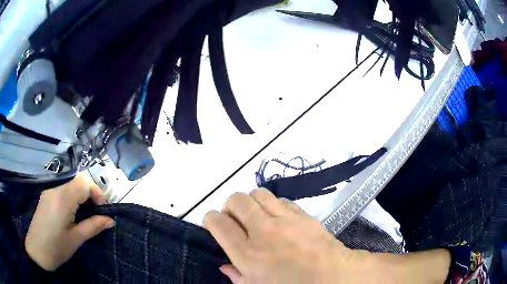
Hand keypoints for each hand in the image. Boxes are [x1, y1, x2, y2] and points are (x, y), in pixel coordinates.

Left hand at [25, 174, 115, 270]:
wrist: (36, 252)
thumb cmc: (57, 248)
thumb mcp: (76, 239)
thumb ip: (93, 226)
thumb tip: (110, 220)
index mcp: (62, 199)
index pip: (84, 183)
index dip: (97, 193)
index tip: (103, 210)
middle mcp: (55, 190)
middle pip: (77, 182)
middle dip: (90, 195)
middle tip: (96, 213)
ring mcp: (48, 192)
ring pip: (69, 186)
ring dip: (81, 197)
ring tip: (85, 216)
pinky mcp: (45, 197)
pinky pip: (62, 192)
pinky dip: (71, 199)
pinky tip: (71, 215)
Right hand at [203, 189, 371, 283]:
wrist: (333, 277)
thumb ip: (237, 278)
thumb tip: (225, 267)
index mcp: (248, 254)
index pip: (219, 224)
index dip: (211, 219)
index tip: (212, 222)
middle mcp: (263, 232)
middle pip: (237, 201)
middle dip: (229, 206)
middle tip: (233, 218)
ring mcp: (285, 220)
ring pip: (258, 194)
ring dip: (251, 201)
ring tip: (255, 215)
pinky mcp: (303, 215)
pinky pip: (281, 200)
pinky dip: (273, 205)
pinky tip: (277, 217)